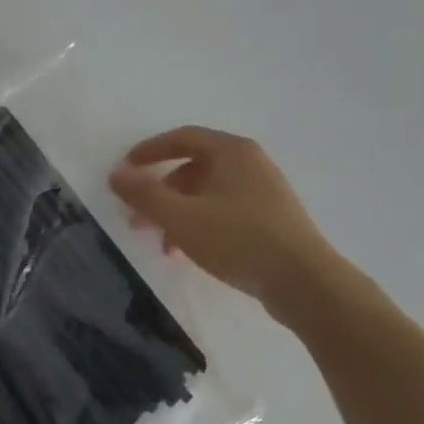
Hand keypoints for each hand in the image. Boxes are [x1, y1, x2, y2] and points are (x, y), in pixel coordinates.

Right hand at [109, 127, 345, 311]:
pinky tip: (189, 252)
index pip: (181, 138)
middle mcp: (250, 163)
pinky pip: (225, 211)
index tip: (125, 170)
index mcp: (231, 151)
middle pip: (193, 167)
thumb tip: (116, 173)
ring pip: (208, 193)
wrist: (307, 285)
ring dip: (178, 213)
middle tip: (138, 216)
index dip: (148, 151)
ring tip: (162, 244)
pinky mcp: (273, 220)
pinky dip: (200, 224)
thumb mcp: (181, 218)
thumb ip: (144, 194)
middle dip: (160, 191)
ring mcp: (265, 192)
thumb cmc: (239, 240)